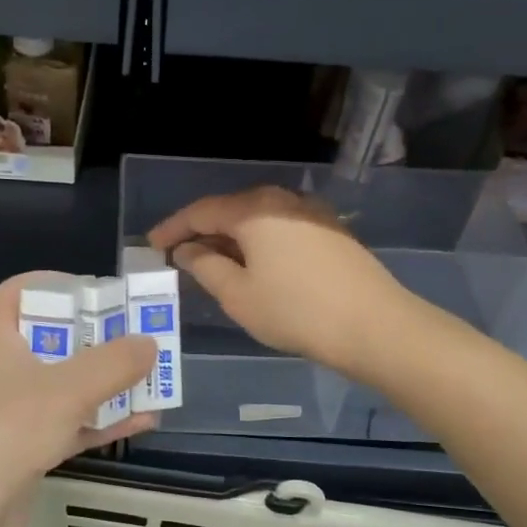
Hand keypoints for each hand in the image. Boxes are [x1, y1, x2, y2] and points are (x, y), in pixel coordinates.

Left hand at [0, 276, 155, 526]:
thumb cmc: (7, 431)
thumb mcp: (68, 389)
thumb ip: (114, 362)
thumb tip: (149, 343)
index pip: (24, 289)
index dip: (63, 284)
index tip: (104, 293)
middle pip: (52, 336)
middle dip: (99, 338)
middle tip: (141, 337)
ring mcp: (7, 409)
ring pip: (63, 383)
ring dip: (106, 382)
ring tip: (152, 378)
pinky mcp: (19, 447)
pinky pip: (65, 422)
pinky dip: (99, 419)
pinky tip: (142, 421)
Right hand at [147, 186, 410, 378]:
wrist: (375, 326)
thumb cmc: (295, 311)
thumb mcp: (238, 294)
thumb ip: (206, 266)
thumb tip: (189, 250)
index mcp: (254, 209)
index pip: (201, 211)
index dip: (173, 228)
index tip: (151, 245)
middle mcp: (282, 200)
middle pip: (231, 210)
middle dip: (202, 232)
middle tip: (179, 255)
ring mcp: (311, 214)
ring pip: (258, 220)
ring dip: (231, 239)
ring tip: (213, 263)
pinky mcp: (331, 232)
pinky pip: (280, 229)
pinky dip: (258, 243)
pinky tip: (254, 266)